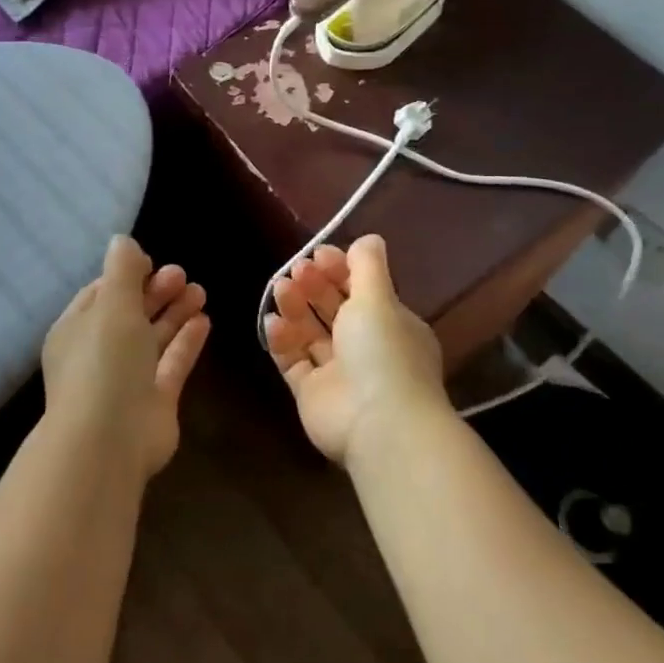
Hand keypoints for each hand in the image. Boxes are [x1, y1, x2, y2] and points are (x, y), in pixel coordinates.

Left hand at [41, 235, 210, 476]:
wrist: (109, 439)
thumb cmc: (103, 360)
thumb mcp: (112, 303)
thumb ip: (122, 270)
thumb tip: (123, 241)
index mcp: (76, 330)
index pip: (100, 294)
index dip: (126, 276)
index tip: (152, 261)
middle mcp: (99, 353)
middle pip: (130, 314)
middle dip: (156, 292)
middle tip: (182, 274)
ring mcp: (127, 379)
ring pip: (153, 337)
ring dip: (175, 312)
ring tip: (200, 290)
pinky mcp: (155, 401)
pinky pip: (172, 363)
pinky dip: (187, 341)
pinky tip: (204, 320)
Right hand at [264, 234, 451, 464]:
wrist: (378, 424)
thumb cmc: (383, 352)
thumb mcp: (378, 298)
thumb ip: (368, 266)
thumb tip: (368, 238)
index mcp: (391, 326)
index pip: (361, 290)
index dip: (339, 269)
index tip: (317, 254)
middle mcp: (366, 348)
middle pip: (334, 309)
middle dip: (314, 286)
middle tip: (295, 271)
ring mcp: (338, 373)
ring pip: (310, 333)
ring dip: (295, 308)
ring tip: (280, 290)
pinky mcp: (312, 394)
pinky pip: (293, 361)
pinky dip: (282, 340)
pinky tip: (272, 323)